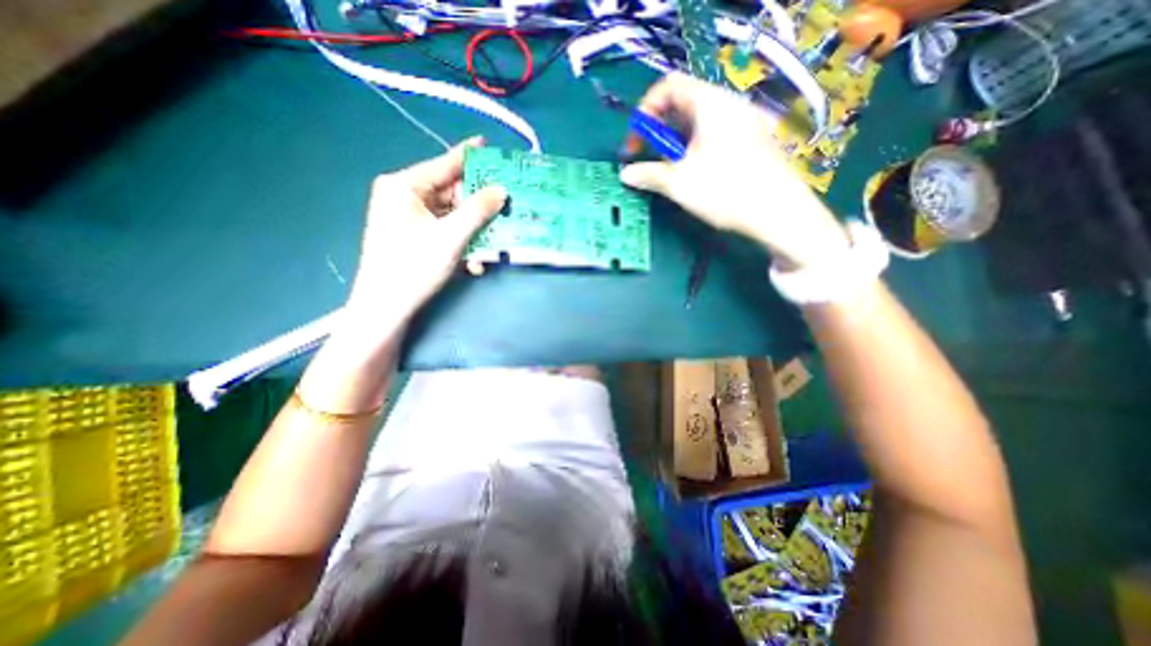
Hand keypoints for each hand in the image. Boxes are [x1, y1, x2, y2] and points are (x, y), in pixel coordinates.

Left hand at [339, 137, 503, 343]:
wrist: (386, 307)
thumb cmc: (414, 267)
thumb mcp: (451, 237)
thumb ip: (478, 210)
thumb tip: (502, 190)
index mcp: (404, 186)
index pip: (444, 164)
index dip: (469, 156)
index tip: (490, 146)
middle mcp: (403, 195)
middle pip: (449, 191)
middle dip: (477, 203)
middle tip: (504, 204)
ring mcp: (406, 217)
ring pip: (449, 214)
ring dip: (472, 229)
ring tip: (494, 238)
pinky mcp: (412, 235)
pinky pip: (443, 230)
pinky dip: (460, 241)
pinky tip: (474, 261)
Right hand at [620, 74, 842, 268]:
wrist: (778, 213)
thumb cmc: (725, 191)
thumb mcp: (679, 184)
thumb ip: (648, 174)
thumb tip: (625, 174)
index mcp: (710, 103)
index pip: (668, 86)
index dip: (645, 112)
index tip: (636, 143)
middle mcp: (728, 104)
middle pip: (682, 104)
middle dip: (659, 130)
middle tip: (649, 158)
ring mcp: (742, 121)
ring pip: (697, 122)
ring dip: (675, 142)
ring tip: (669, 170)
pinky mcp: (750, 140)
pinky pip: (713, 133)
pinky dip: (694, 148)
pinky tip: (693, 173)